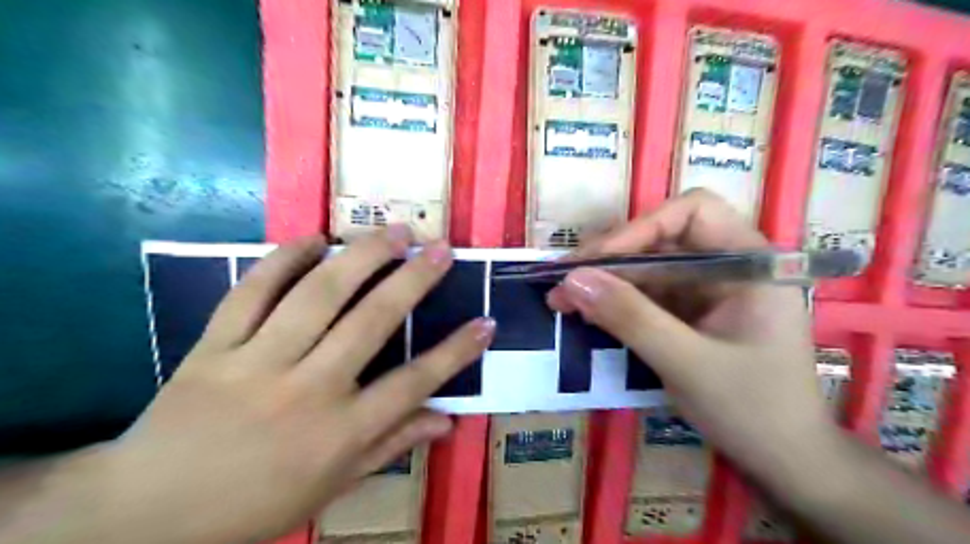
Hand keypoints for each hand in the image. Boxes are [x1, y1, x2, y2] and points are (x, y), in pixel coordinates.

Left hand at [95, 226, 496, 543]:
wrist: (145, 513)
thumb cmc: (254, 505)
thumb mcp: (333, 487)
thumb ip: (391, 446)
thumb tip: (447, 421)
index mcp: (340, 433)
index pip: (414, 383)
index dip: (456, 352)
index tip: (485, 322)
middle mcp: (307, 390)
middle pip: (371, 322)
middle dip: (414, 281)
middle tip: (440, 248)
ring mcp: (257, 363)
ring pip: (317, 295)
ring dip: (361, 257)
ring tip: (392, 232)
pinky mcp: (213, 346)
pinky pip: (251, 291)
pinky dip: (283, 259)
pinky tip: (312, 238)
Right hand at [546, 190, 832, 475]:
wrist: (784, 460)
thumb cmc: (752, 410)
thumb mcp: (686, 362)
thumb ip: (630, 318)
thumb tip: (572, 279)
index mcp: (749, 262)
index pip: (692, 212)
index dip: (640, 228)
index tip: (595, 261)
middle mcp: (728, 265)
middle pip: (662, 239)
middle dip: (611, 258)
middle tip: (564, 282)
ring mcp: (708, 290)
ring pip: (649, 267)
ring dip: (606, 281)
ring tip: (563, 301)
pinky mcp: (691, 312)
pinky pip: (648, 294)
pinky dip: (616, 302)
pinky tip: (588, 314)